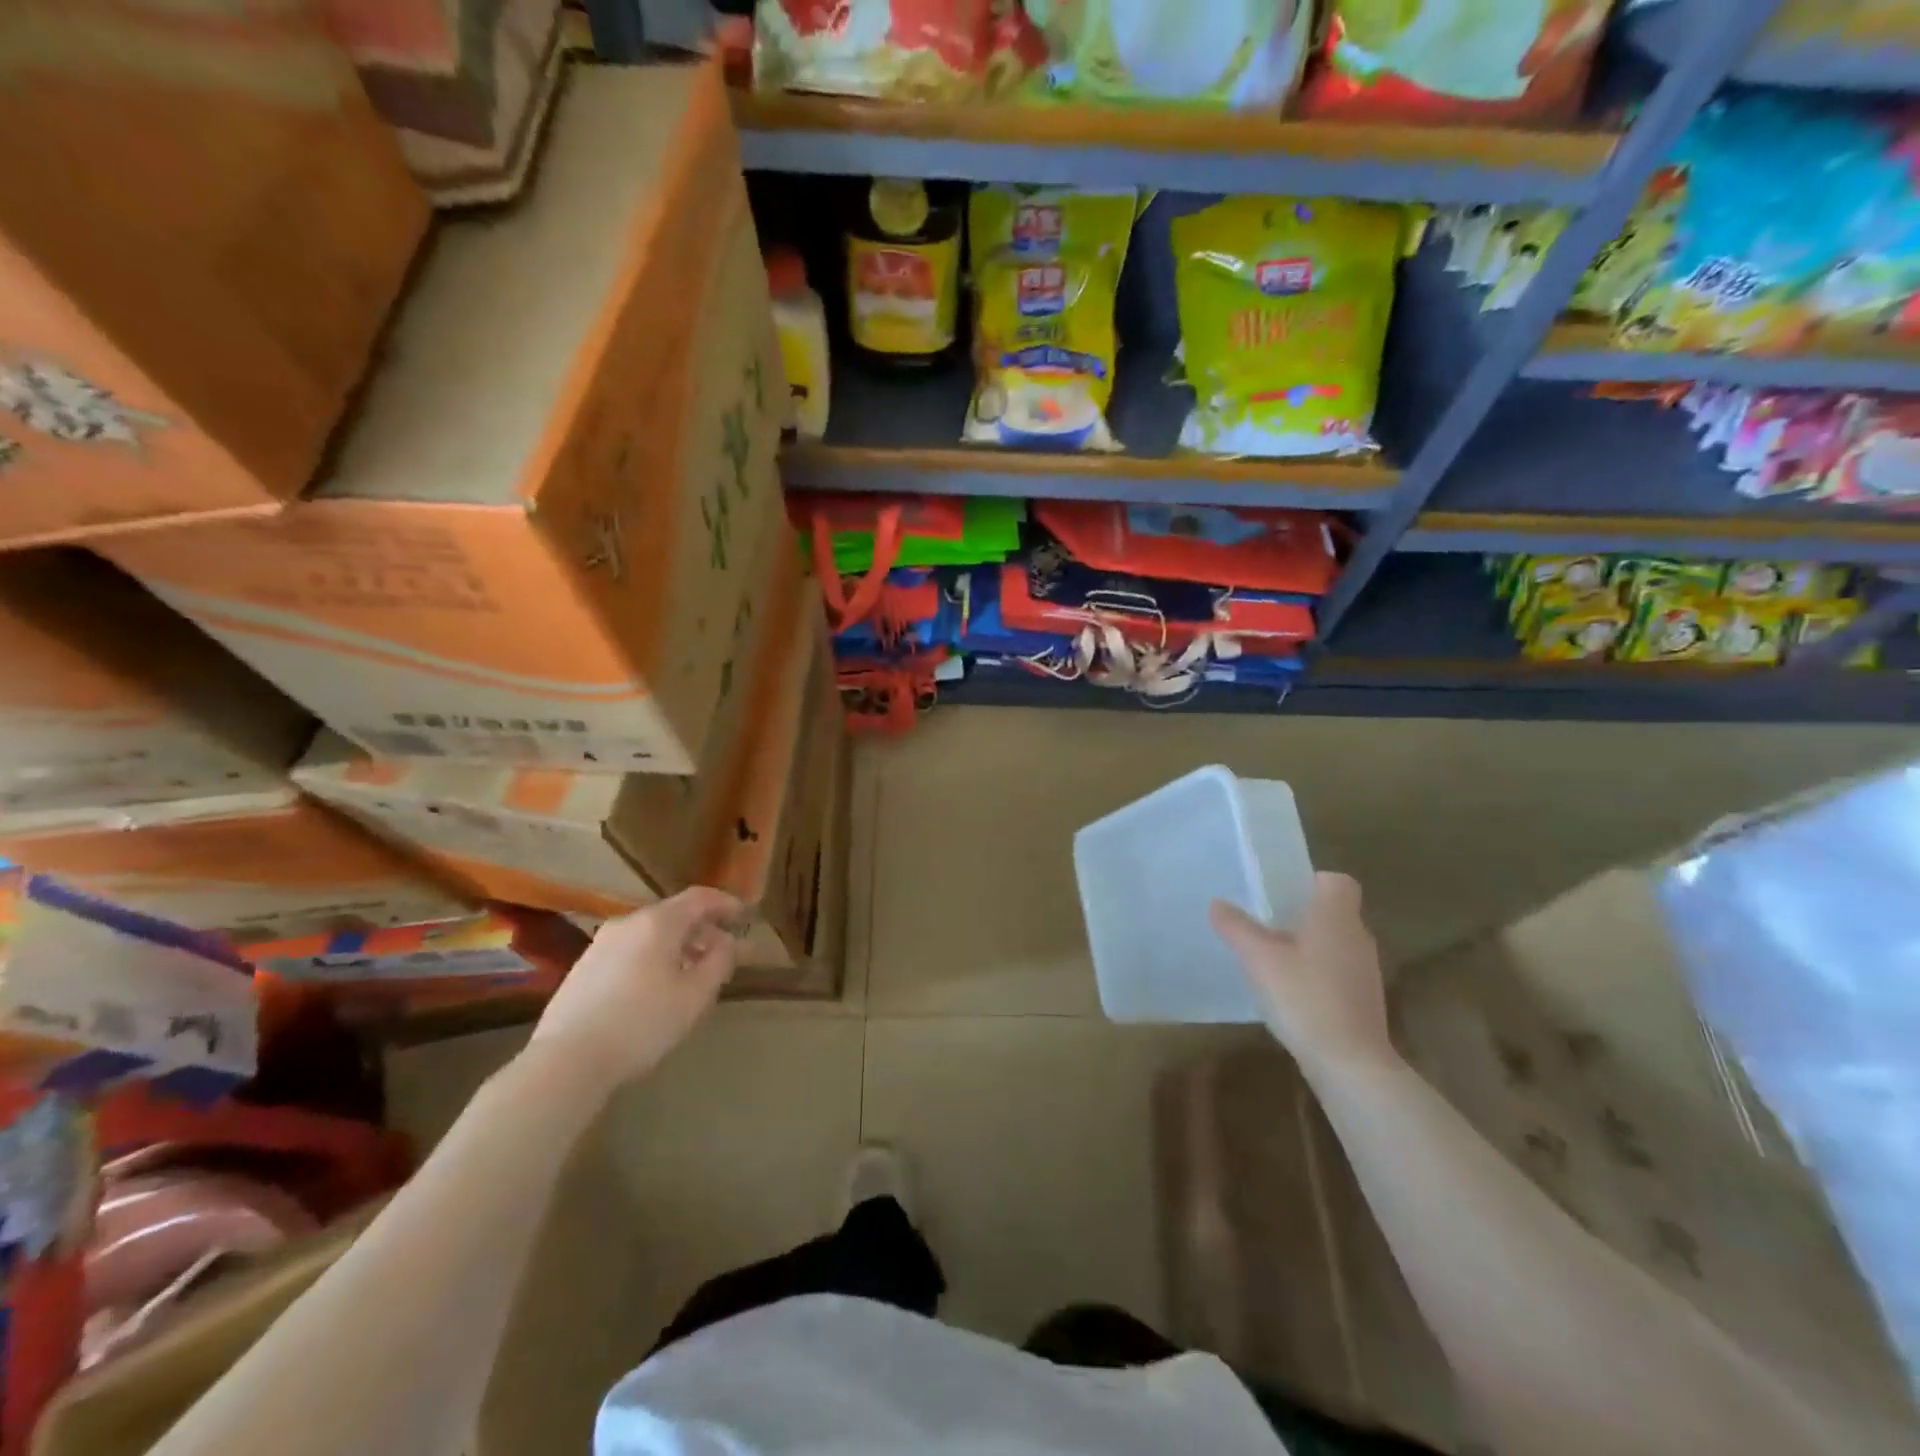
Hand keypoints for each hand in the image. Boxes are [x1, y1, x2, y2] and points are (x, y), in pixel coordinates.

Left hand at [528, 888, 744, 1091]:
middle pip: (673, 914)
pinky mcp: (583, 968)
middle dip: (702, 929)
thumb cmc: (643, 1023)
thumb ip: (719, 961)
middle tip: (723, 952)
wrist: (567, 1060)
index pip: (700, 898)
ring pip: (650, 934)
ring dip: (677, 946)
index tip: (744, 915)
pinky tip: (656, 988)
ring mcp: (601, 944)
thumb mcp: (696, 995)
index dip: (725, 903)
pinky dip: (652, 958)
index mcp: (658, 922)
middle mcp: (628, 923)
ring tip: (692, 973)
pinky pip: (630, 951)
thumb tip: (726, 942)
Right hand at [1210, 873, 1396, 1078]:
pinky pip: (1337, 971)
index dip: (1311, 881)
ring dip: (1308, 946)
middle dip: (1301, 914)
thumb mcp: (1259, 958)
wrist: (1350, 1064)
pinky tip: (1290, 993)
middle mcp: (1358, 937)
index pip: (1336, 881)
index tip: (1281, 893)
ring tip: (1271, 959)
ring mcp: (1365, 971)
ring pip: (1335, 943)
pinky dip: (1316, 974)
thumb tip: (1217, 903)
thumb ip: (1236, 927)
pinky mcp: (1364, 1001)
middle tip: (1264, 923)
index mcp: (1337, 916)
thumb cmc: (1305, 998)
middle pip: (1333, 912)